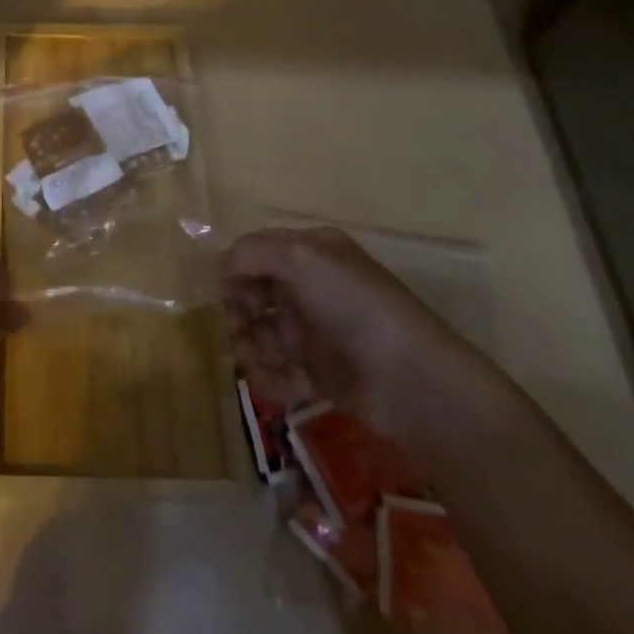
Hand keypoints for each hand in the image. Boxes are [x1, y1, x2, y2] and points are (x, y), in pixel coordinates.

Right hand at [220, 226, 496, 447]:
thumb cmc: (353, 305)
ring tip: (248, 360)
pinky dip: (268, 377)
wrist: (412, 380)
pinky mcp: (324, 375)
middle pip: (259, 293)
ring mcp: (319, 333)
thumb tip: (220, 266)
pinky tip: (263, 382)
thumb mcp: (299, 258)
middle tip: (236, 330)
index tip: (223, 292)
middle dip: (240, 310)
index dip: (236, 269)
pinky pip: (284, 372)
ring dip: (249, 345)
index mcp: (313, 252)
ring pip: (266, 334)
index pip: (259, 252)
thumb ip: (251, 254)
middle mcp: (314, 288)